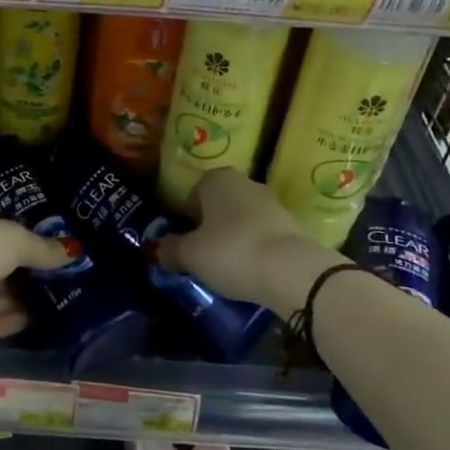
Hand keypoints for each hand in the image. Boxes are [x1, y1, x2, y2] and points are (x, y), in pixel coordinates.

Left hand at [0, 200, 74, 346]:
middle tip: (54, 275)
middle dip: (18, 270)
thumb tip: (74, 251)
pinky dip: (6, 321)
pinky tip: (34, 321)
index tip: (40, 241)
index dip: (11, 232)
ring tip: (53, 300)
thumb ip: (42, 248)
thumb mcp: (14, 239)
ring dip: (15, 298)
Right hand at [156, 170, 348, 317]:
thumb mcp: (191, 255)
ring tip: (226, 267)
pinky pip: (261, 234)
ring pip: (240, 219)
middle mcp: (244, 182)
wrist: (292, 271)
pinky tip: (250, 270)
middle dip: (209, 227)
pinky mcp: (291, 224)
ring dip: (232, 238)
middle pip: (217, 205)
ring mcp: (271, 202)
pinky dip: (253, 248)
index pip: (191, 194)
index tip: (182, 244)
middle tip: (201, 256)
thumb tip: (156, 250)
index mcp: (216, 179)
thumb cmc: (231, 251)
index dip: (184, 219)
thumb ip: (170, 250)